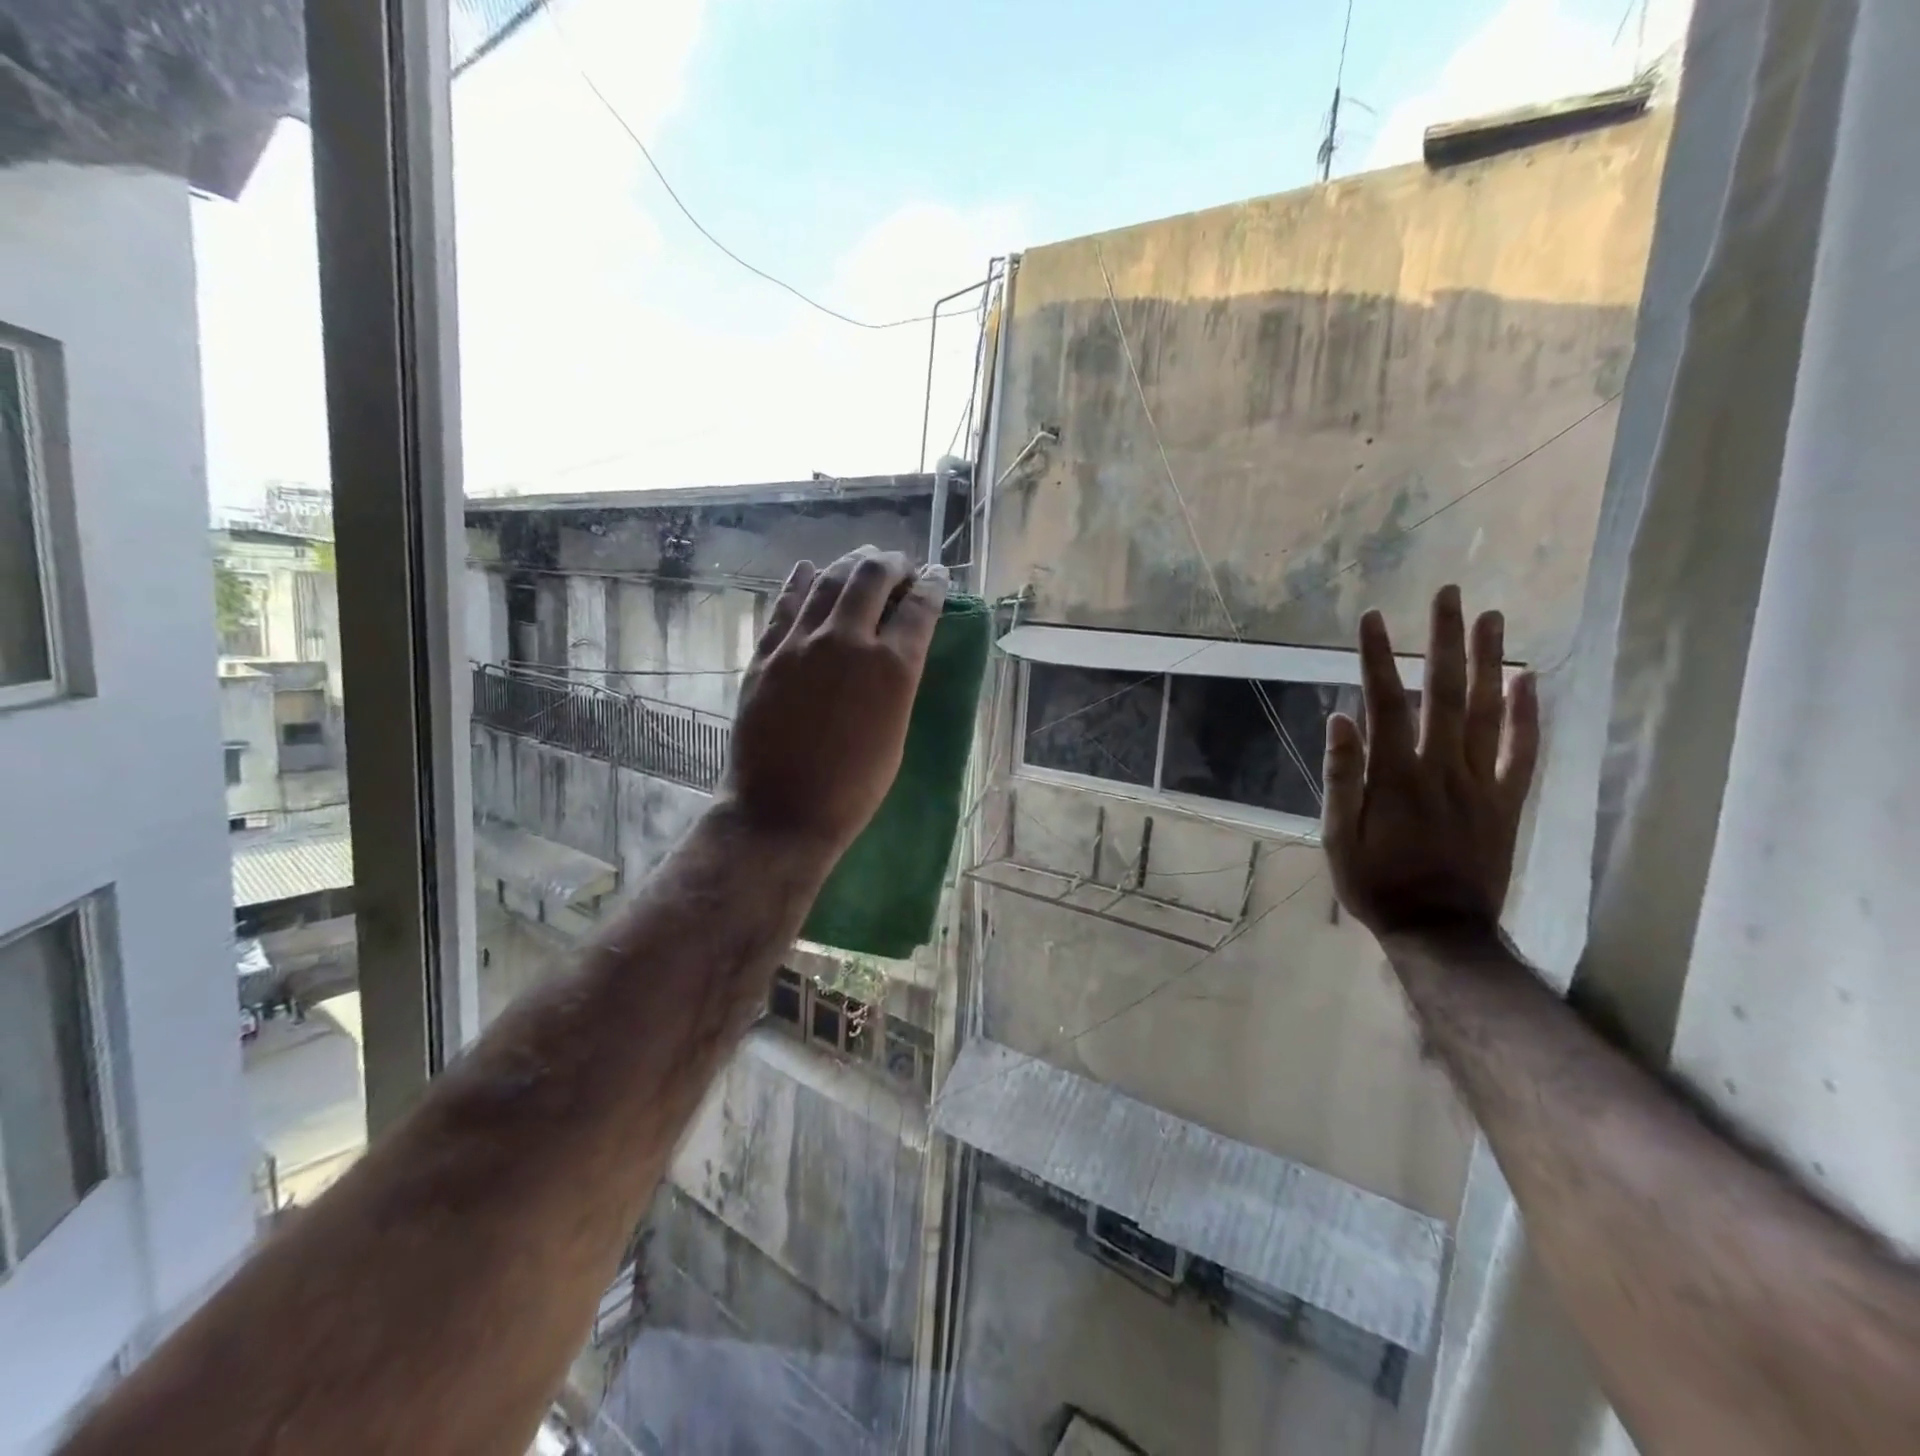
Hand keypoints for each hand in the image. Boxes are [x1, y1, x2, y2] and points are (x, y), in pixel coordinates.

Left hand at [721, 548, 946, 857]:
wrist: (781, 811)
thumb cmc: (852, 789)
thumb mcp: (895, 735)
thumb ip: (898, 684)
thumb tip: (899, 652)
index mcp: (891, 669)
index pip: (919, 607)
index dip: (933, 585)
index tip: (937, 575)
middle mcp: (847, 642)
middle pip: (873, 578)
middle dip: (892, 564)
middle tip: (899, 567)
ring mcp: (800, 644)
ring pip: (828, 580)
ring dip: (850, 564)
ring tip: (861, 562)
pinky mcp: (767, 654)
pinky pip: (785, 603)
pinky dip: (801, 581)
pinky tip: (809, 570)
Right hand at [1322, 585, 1540, 937]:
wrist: (1439, 931)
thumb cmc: (1376, 884)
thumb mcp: (1337, 837)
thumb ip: (1342, 778)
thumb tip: (1340, 718)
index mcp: (1396, 776)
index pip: (1386, 703)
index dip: (1377, 658)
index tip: (1373, 618)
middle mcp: (1443, 768)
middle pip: (1446, 693)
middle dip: (1444, 640)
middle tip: (1448, 594)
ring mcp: (1482, 783)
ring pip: (1490, 712)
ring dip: (1489, 661)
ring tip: (1490, 617)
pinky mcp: (1507, 801)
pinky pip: (1523, 752)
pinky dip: (1529, 714)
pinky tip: (1529, 679)